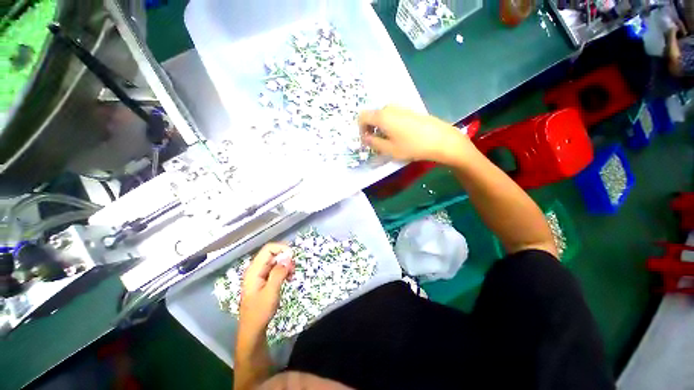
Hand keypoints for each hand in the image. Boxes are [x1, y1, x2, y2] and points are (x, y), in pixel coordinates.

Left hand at [239, 243, 293, 332]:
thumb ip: (279, 273)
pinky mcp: (264, 280)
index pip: (268, 249)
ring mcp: (260, 275)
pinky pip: (275, 269)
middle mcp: (256, 269)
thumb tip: (288, 259)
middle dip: (285, 258)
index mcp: (254, 270)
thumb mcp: (271, 292)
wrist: (253, 329)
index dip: (281, 248)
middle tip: (293, 269)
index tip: (293, 256)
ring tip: (292, 275)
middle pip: (273, 254)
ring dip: (286, 265)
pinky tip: (289, 278)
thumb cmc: (260, 311)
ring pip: (276, 262)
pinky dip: (284, 271)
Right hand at [358, 105, 471, 165]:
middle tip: (377, 144)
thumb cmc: (412, 146)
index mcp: (382, 116)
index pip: (362, 117)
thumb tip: (365, 138)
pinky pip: (393, 116)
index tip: (367, 141)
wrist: (440, 139)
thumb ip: (373, 143)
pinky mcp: (409, 110)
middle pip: (372, 116)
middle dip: (371, 129)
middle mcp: (389, 108)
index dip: (361, 129)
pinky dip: (389, 125)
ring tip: (388, 142)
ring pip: (383, 116)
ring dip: (380, 128)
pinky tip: (399, 136)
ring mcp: (401, 108)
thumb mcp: (389, 149)